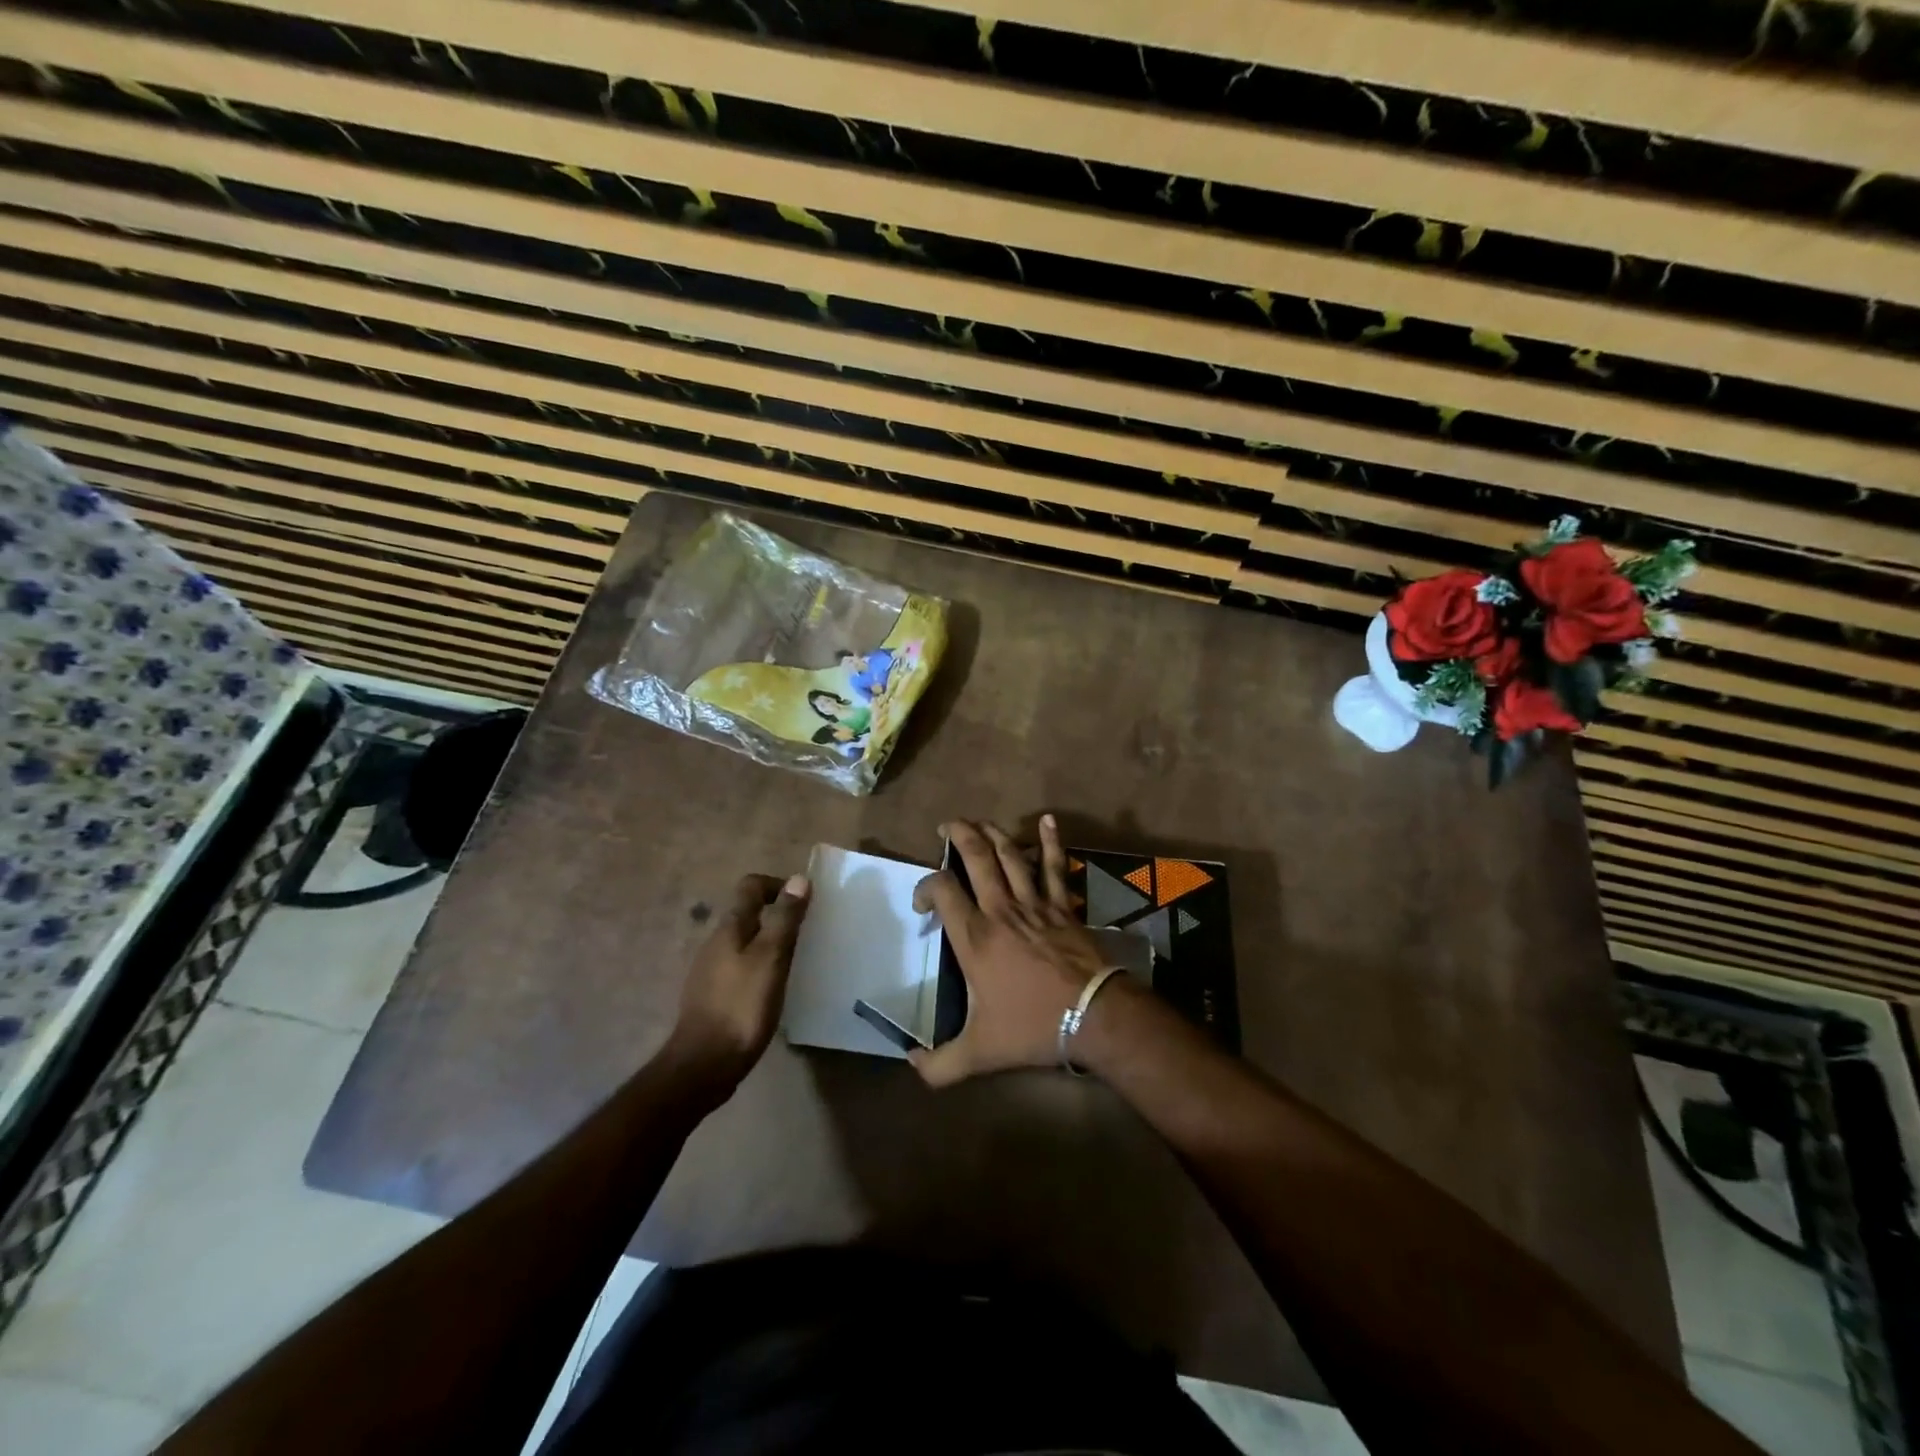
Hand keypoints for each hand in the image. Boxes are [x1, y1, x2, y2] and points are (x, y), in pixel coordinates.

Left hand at [666, 873, 809, 1087]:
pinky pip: (738, 968)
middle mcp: (715, 943)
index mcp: (730, 928)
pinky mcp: (711, 997)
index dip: (777, 886)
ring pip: (743, 943)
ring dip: (768, 944)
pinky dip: (758, 968)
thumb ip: (785, 919)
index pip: (750, 887)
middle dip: (776, 916)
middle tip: (804, 934)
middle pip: (747, 914)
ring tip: (793, 963)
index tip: (803, 902)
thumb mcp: (771, 958)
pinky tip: (771, 990)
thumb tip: (798, 879)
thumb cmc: (742, 1006)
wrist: (704, 1065)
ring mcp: (709, 971)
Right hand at [909, 817, 1115, 1087]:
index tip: (922, 903)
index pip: (942, 891)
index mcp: (975, 937)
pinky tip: (1047, 820)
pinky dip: (1051, 842)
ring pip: (1011, 855)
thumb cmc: (1032, 1027)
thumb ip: (940, 1064)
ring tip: (980, 822)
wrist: (1093, 1016)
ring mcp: (1035, 903)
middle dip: (959, 834)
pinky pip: (1055, 867)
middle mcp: (1001, 910)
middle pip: (977, 858)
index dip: (925, 886)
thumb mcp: (979, 1053)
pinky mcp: (1062, 906)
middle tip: (947, 825)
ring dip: (993, 834)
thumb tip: (910, 1065)